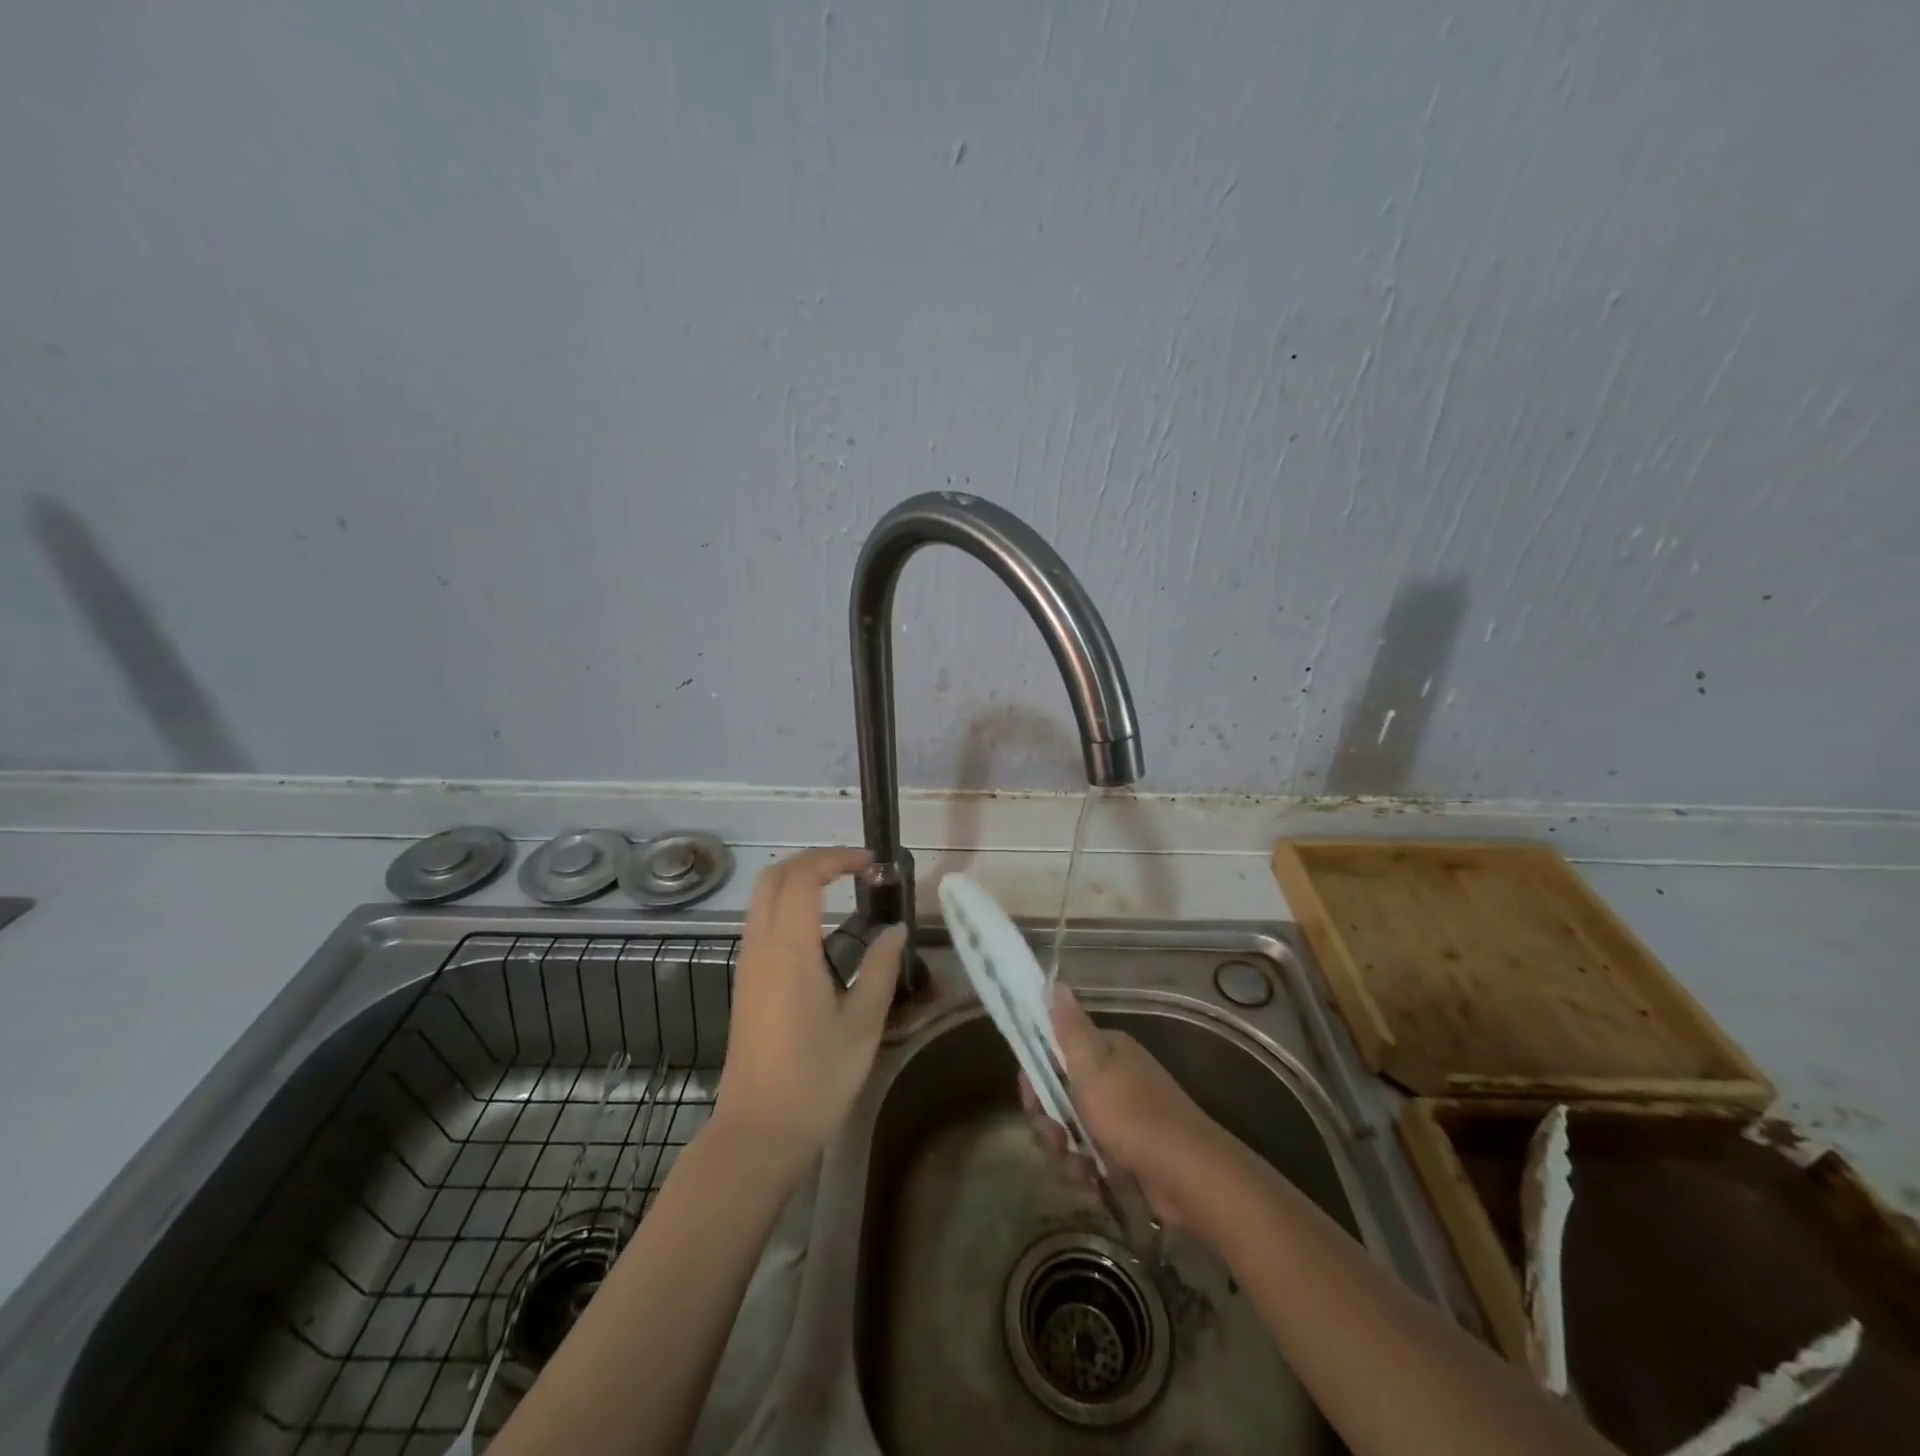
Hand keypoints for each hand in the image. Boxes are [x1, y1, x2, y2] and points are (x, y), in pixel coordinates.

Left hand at [713, 848, 906, 1168]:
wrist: (758, 1133)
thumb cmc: (815, 1080)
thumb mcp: (863, 1024)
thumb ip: (882, 968)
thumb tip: (896, 930)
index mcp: (788, 950)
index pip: (803, 876)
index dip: (836, 858)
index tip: (872, 866)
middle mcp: (760, 947)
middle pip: (774, 876)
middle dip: (814, 861)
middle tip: (856, 871)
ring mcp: (747, 964)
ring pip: (763, 898)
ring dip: (800, 882)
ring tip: (845, 894)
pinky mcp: (746, 983)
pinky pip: (762, 923)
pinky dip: (789, 907)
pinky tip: (823, 933)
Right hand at [1023, 984, 1233, 1229]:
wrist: (1189, 1176)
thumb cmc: (1133, 1115)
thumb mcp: (1092, 1067)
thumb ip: (1069, 1028)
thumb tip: (1055, 982)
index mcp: (1106, 1052)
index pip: (1055, 1054)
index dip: (1036, 1077)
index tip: (1030, 1097)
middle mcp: (1113, 1080)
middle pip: (1059, 1099)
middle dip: (1050, 1124)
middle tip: (1056, 1140)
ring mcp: (1121, 1120)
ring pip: (1071, 1134)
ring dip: (1066, 1156)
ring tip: (1081, 1172)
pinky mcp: (1127, 1156)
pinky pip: (1090, 1161)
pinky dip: (1087, 1175)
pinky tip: (1094, 1187)